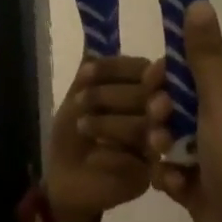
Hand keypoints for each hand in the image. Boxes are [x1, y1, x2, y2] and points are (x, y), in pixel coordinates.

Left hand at [41, 55, 159, 221]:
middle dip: (110, 96)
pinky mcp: (150, 176)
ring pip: (145, 127)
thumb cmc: (74, 134)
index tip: (87, 73)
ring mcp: (157, 146)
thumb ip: (89, 73)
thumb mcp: (76, 99)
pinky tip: (94, 157)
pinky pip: (136, 161)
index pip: (141, 69)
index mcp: (142, 91)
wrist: (64, 178)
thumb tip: (95, 43)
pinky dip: (111, 156)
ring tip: (83, 127)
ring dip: (110, 124)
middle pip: (148, 96)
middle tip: (81, 102)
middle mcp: (156, 115)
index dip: (115, 68)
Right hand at [150, 2, 221, 221]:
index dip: (175, 75)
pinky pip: (177, 173)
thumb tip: (197, 2)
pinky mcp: (207, 194)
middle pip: (187, 106)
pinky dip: (170, 177)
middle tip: (158, 124)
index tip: (154, 83)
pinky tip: (170, 186)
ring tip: (162, 158)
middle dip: (165, 113)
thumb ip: (204, 57)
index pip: (205, 72)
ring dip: (164, 145)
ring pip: (177, 139)